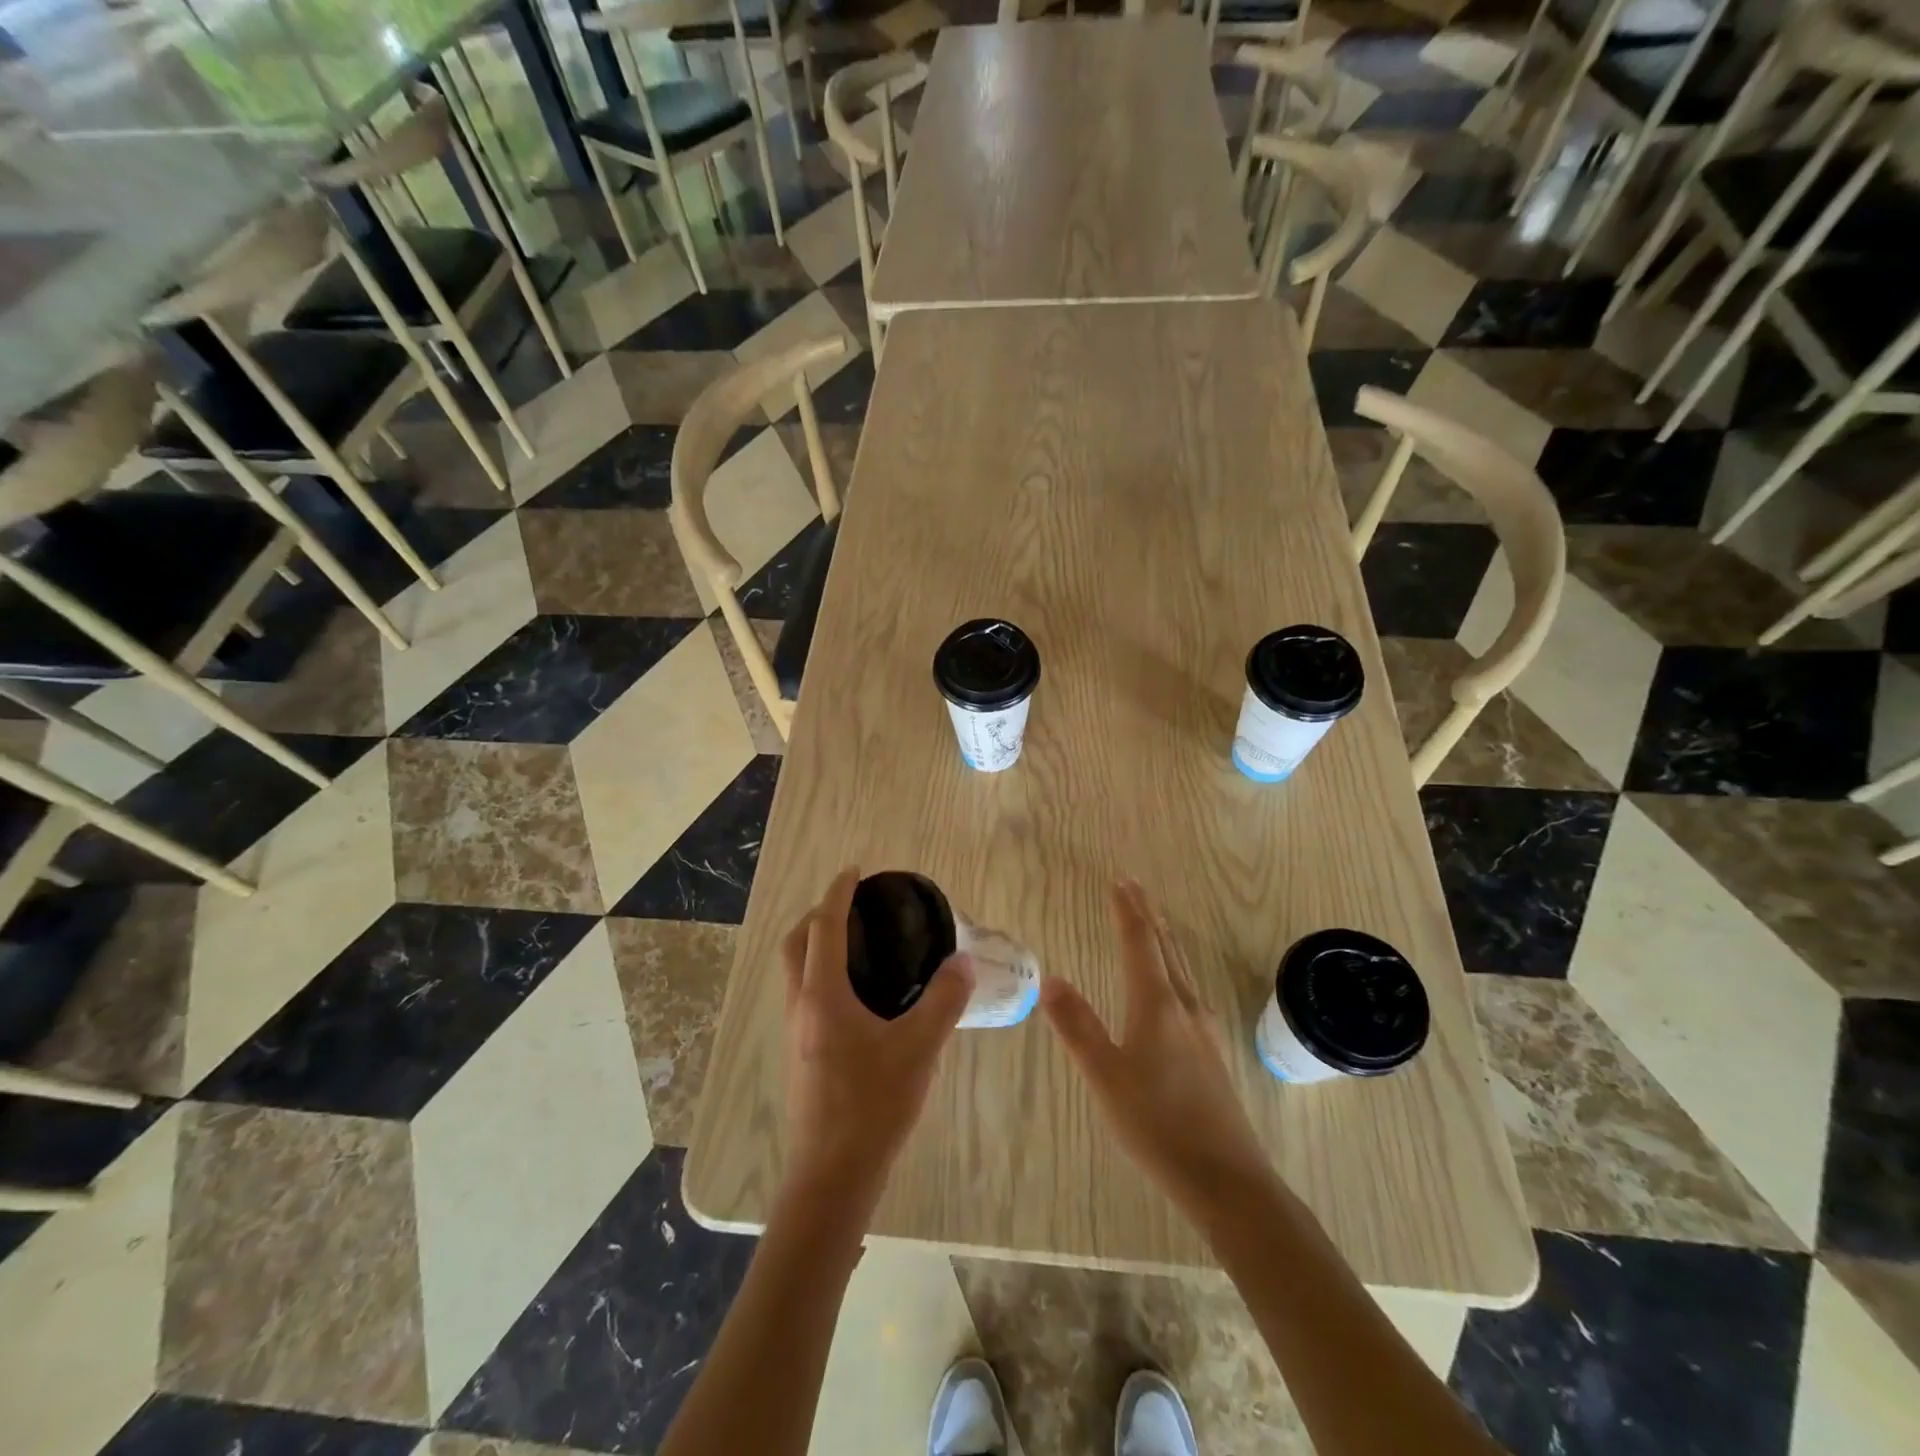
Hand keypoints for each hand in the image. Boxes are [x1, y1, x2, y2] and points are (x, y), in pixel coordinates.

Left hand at [779, 867, 973, 1212]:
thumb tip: (963, 962)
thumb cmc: (872, 1106)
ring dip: (817, 946)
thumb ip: (944, 1001)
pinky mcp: (801, 1055)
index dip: (837, 894)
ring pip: (796, 972)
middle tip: (854, 908)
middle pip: (796, 944)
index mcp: (822, 996)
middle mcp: (800, 1007)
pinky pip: (805, 996)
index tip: (855, 871)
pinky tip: (860, 996)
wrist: (831, 1177)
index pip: (824, 927)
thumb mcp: (919, 1049)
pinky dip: (823, 975)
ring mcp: (795, 1033)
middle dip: (818, 916)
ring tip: (861, 945)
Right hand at [1041, 880, 1275, 1220]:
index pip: (1140, 943)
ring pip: (1180, 968)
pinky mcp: (1211, 1051)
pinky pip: (1188, 989)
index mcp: (1157, 1004)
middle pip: (1165, 948)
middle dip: (1148, 916)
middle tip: (1134, 889)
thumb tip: (1051, 979)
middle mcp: (1184, 1006)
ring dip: (1163, 939)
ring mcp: (1203, 1028)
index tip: (1120, 882)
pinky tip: (1172, 986)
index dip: (1128, 911)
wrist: (1227, 1179)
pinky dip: (1173, 967)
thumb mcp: (1105, 1076)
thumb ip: (1077, 1026)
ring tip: (1152, 924)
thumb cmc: (1157, 1124)